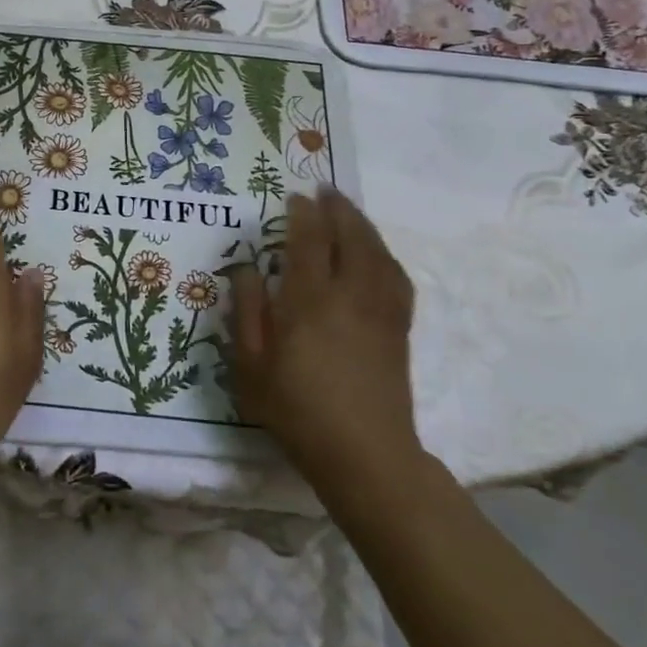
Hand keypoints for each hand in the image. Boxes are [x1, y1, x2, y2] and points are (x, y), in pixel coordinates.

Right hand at [230, 186, 420, 486]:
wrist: (366, 456)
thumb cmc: (297, 410)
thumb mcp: (252, 366)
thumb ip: (247, 311)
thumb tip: (247, 269)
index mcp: (310, 301)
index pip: (309, 241)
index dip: (303, 214)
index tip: (295, 197)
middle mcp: (350, 295)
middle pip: (350, 237)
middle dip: (338, 209)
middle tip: (326, 190)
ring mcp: (380, 310)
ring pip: (377, 252)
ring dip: (363, 225)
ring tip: (349, 212)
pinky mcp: (399, 329)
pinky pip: (396, 277)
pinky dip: (384, 254)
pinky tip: (376, 254)